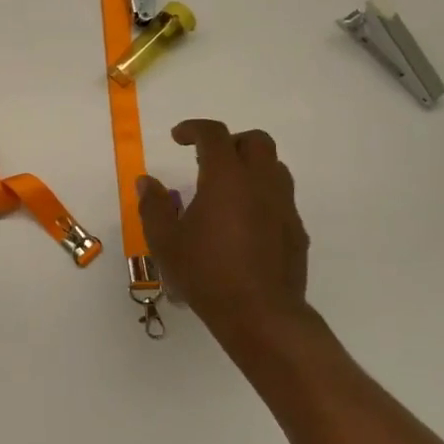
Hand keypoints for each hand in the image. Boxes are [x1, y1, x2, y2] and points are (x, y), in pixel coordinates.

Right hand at [138, 120, 311, 339]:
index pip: (214, 135)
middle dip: (230, 142)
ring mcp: (284, 206)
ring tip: (226, 190)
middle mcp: (261, 183)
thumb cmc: (206, 273)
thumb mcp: (165, 240)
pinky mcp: (296, 230)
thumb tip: (147, 182)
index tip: (178, 137)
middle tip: (207, 160)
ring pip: (274, 167)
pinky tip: (243, 222)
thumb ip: (154, 205)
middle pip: (256, 141)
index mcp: (226, 178)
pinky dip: (261, 196)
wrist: (260, 314)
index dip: (194, 129)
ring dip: (250, 167)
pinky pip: (281, 198)